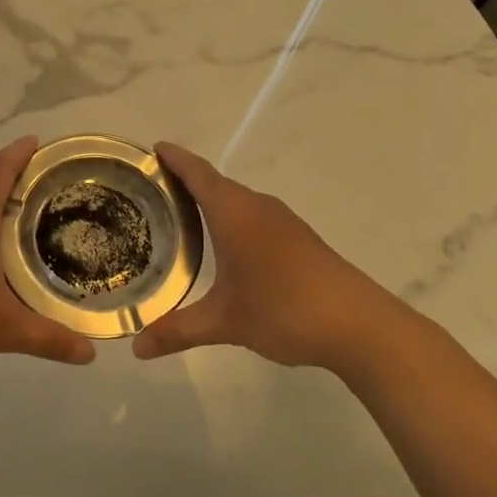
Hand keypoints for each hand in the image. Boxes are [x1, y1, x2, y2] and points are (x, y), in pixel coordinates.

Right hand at [132, 143, 405, 369]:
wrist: (359, 325)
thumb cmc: (284, 309)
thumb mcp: (225, 322)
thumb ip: (178, 331)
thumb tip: (137, 348)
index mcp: (234, 212)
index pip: (197, 172)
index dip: (174, 158)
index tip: (152, 148)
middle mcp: (257, 206)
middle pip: (215, 182)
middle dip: (185, 180)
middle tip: (151, 190)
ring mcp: (282, 221)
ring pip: (237, 200)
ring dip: (210, 200)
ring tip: (180, 215)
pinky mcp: (298, 238)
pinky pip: (254, 215)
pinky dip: (231, 218)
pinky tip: (224, 244)